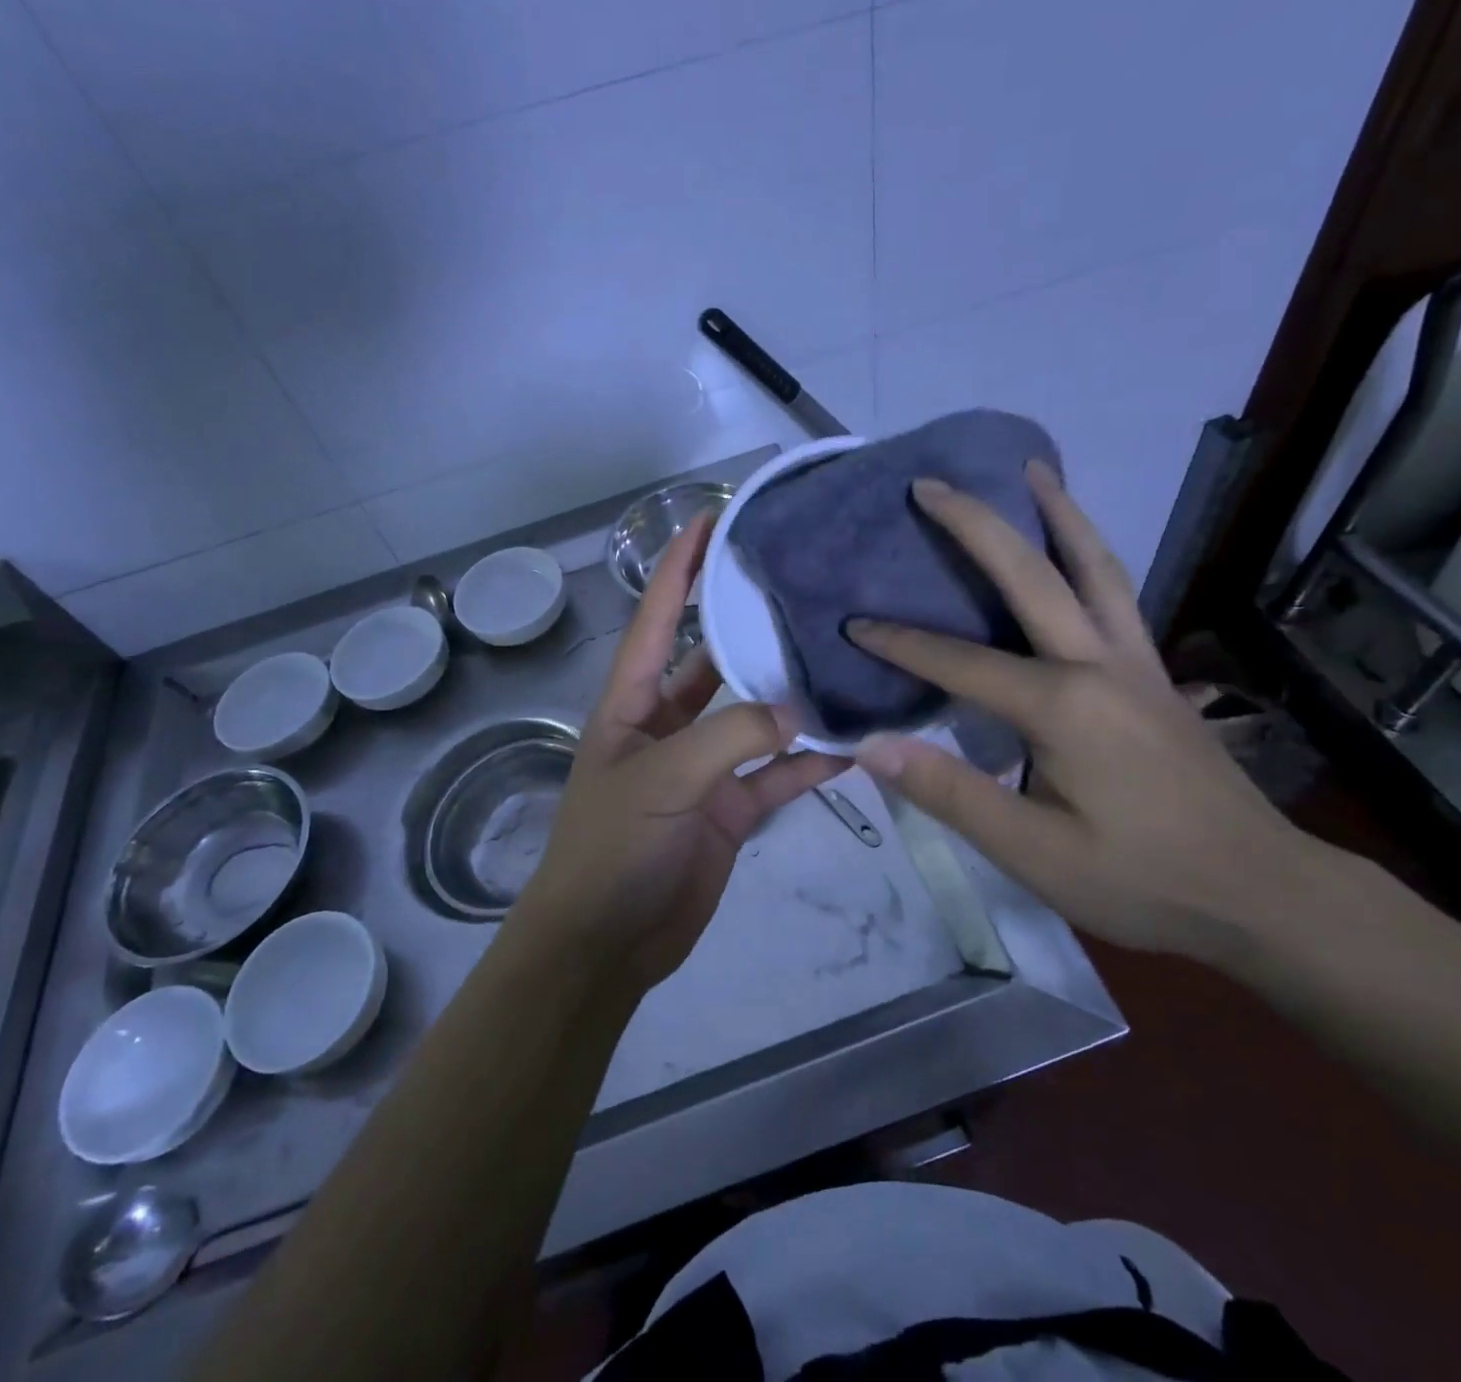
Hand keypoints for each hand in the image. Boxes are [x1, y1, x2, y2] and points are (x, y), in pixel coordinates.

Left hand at [516, 517, 847, 991]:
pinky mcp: (729, 810)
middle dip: (750, 628)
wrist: (607, 942)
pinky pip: (776, 775)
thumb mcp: (662, 780)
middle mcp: (667, 725)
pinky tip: (852, 745)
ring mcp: (702, 769)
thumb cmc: (613, 847)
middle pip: (713, 662)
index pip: (656, 618)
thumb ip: (730, 737)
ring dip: (791, 699)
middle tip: (804, 587)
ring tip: (843, 660)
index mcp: (631, 703)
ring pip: (754, 719)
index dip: (679, 568)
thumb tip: (797, 710)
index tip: (712, 518)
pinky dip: (808, 763)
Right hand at [848, 463, 1335, 966]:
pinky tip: (1076, 547)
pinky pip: (1118, 593)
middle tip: (931, 484)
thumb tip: (873, 747)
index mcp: (1063, 706)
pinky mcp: (1156, 674)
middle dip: (975, 524)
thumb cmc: (1140, 879)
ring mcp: (1137, 662)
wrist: (1261, 892)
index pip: (960, 662)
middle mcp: (1100, 663)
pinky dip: (1091, 553)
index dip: (900, 644)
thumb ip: (951, 794)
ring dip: (1058, 512)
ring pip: (1095, 566)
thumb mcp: (1033, 853)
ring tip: (1028, 471)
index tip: (852, 624)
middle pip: (1032, 574)